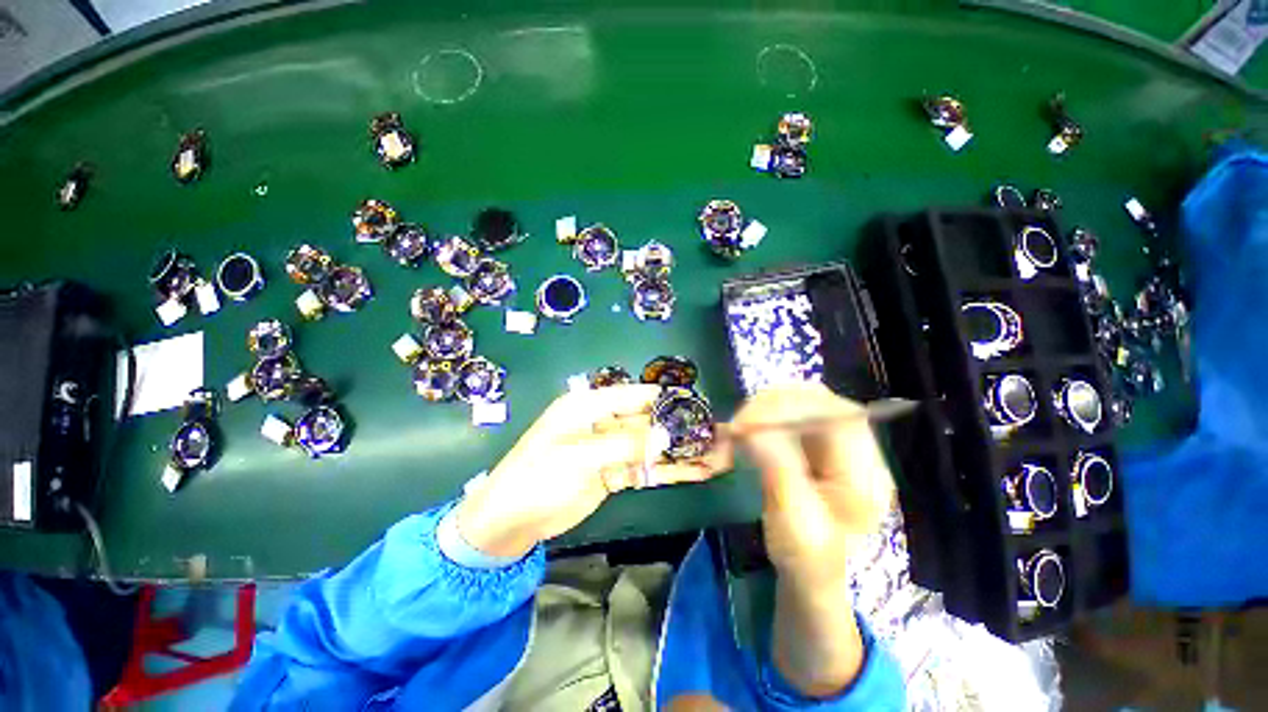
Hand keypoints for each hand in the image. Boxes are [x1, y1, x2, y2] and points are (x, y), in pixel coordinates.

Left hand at [456, 385, 731, 558]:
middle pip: (648, 421)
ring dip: (680, 451)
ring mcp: (610, 448)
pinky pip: (645, 467)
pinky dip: (668, 470)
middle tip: (716, 436)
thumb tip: (667, 435)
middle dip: (679, 429)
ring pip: (651, 446)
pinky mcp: (614, 472)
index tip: (697, 406)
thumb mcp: (579, 457)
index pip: (635, 394)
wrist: (509, 522)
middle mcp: (603, 421)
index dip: (665, 399)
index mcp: (589, 405)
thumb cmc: (538, 477)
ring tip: (716, 456)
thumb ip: (625, 445)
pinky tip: (695, 472)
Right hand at [730, 383, 894, 588]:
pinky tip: (741, 433)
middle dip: (770, 407)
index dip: (794, 408)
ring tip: (734, 432)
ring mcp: (830, 443)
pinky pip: (782, 414)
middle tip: (736, 427)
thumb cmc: (807, 558)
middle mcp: (853, 449)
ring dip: (760, 411)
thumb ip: (779, 471)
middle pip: (815, 401)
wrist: (808, 574)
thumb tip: (753, 427)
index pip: (838, 416)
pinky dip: (757, 418)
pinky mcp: (808, 442)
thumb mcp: (795, 522)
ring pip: (795, 402)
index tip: (749, 422)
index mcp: (865, 473)